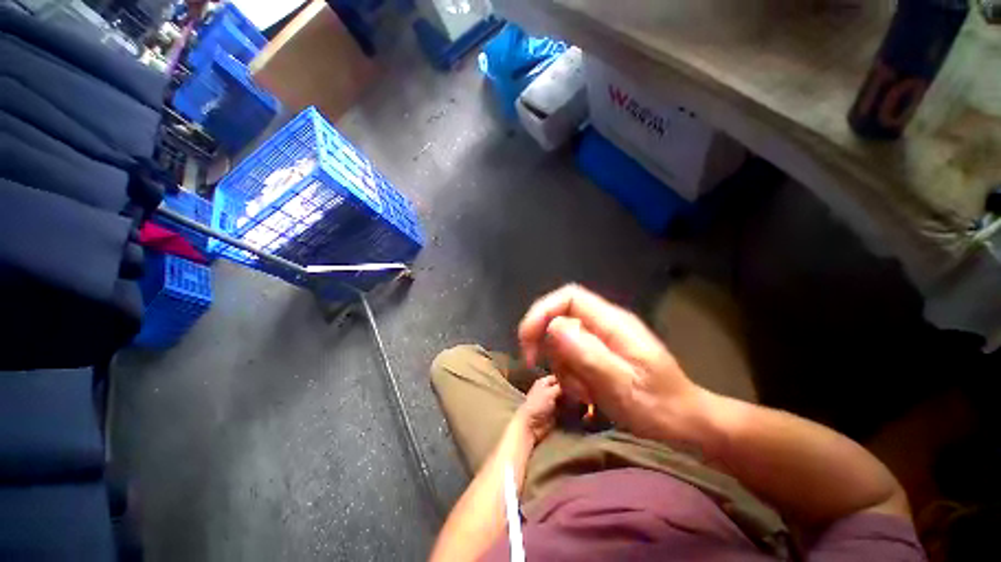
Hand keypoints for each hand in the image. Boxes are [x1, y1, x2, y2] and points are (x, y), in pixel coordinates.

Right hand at [518, 285, 701, 440]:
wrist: (686, 424)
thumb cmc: (659, 407)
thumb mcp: (622, 385)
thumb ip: (587, 354)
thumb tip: (552, 328)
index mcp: (612, 323)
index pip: (568, 297)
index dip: (542, 312)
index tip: (528, 342)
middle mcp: (605, 324)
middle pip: (560, 318)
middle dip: (548, 345)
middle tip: (546, 372)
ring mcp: (602, 339)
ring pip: (562, 340)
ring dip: (561, 366)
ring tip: (581, 392)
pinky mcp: (600, 354)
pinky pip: (571, 356)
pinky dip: (569, 375)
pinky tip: (585, 393)